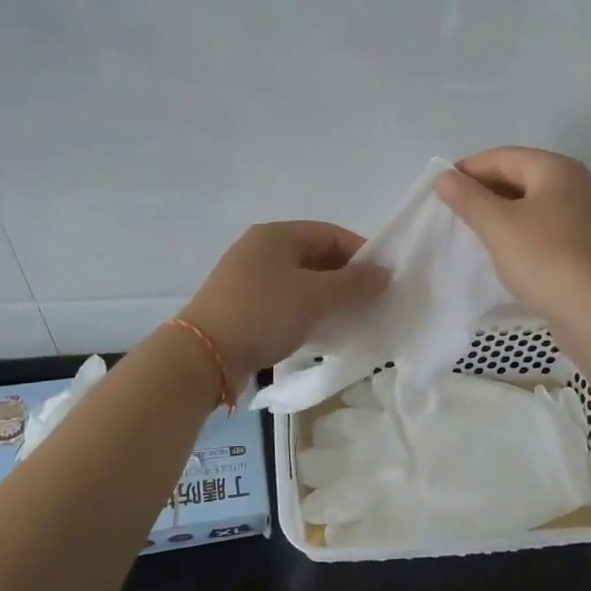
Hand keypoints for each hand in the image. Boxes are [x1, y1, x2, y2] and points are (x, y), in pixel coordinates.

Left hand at [182, 221, 386, 379]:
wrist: (204, 355)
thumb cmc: (263, 314)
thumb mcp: (315, 297)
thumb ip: (354, 284)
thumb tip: (385, 273)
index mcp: (276, 235)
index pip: (331, 234)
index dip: (362, 253)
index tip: (384, 280)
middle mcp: (261, 250)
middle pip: (316, 257)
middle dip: (347, 279)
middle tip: (372, 303)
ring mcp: (249, 278)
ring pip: (302, 282)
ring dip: (328, 299)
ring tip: (352, 319)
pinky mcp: (244, 306)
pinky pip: (286, 302)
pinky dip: (307, 312)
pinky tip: (323, 333)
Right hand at [435, 148, 590, 330]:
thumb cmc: (545, 259)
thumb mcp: (498, 225)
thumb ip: (468, 198)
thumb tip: (445, 177)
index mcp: (556, 169)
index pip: (503, 157)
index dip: (468, 169)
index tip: (440, 190)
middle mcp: (575, 185)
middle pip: (519, 176)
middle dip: (484, 191)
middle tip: (452, 212)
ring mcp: (583, 216)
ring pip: (531, 204)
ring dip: (500, 213)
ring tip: (472, 231)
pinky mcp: (584, 245)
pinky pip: (542, 227)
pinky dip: (518, 231)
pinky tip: (502, 250)